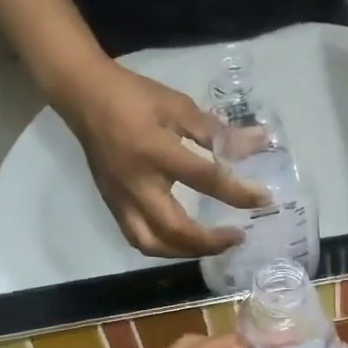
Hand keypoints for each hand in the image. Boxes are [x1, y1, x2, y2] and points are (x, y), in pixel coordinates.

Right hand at [57, 61, 268, 257]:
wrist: (84, 96)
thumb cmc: (134, 96)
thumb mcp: (178, 106)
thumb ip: (217, 131)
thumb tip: (259, 143)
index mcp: (157, 152)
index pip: (206, 180)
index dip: (239, 193)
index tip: (264, 200)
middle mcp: (137, 184)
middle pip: (175, 229)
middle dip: (210, 241)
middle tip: (238, 237)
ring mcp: (120, 199)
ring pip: (153, 243)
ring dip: (186, 252)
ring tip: (212, 246)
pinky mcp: (112, 204)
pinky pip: (137, 238)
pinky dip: (163, 247)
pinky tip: (182, 243)